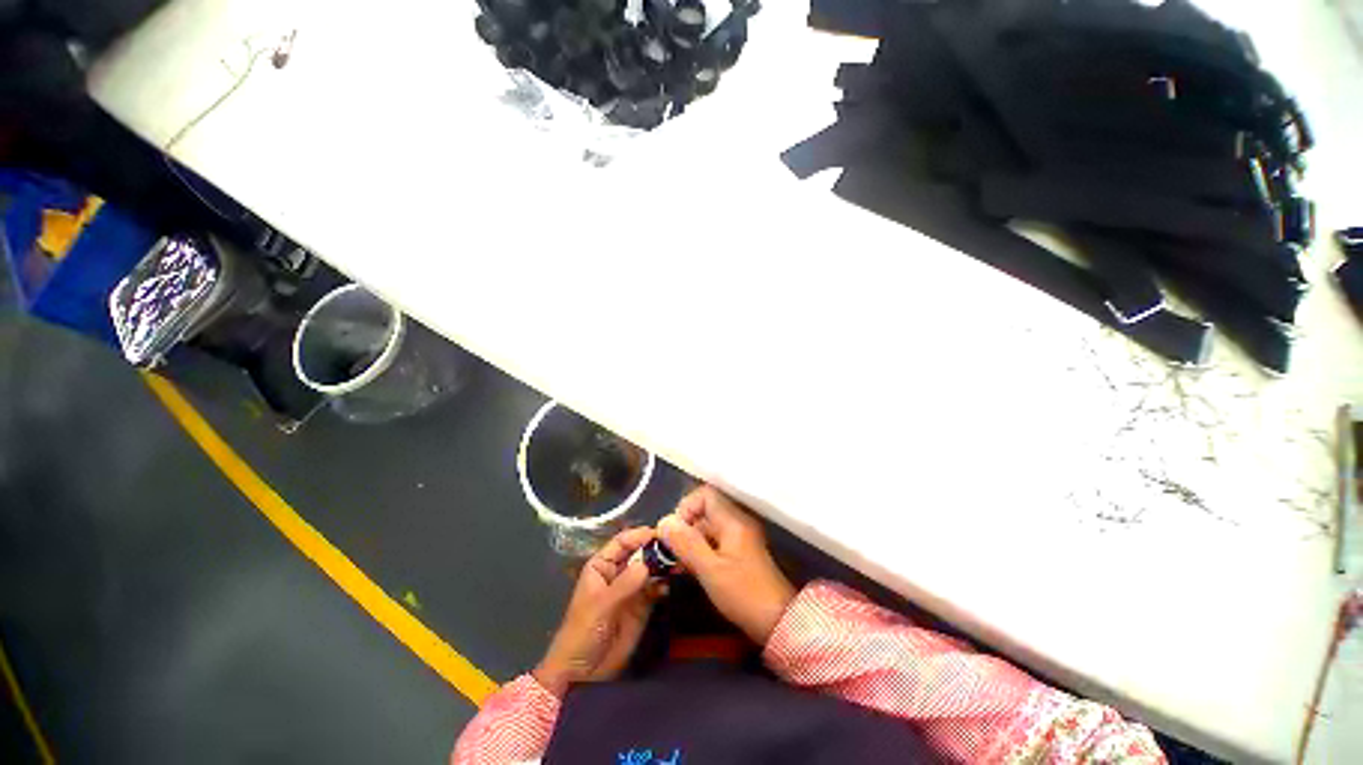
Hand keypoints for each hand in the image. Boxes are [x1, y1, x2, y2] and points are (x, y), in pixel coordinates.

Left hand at [534, 527, 661, 697]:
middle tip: (676, 548)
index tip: (661, 535)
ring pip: (651, 568)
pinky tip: (671, 584)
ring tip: (679, 564)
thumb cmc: (582, 633)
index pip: (623, 541)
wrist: (583, 674)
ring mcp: (632, 588)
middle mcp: (619, 571)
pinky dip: (665, 584)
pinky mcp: (643, 605)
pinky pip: (657, 588)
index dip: (640, 535)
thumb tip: (647, 564)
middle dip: (657, 549)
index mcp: (602, 565)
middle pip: (640, 552)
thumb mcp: (601, 605)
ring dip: (664, 565)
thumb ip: (624, 584)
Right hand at [657, 486, 795, 644]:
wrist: (779, 622)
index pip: (705, 494)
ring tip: (678, 564)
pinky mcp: (739, 552)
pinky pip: (713, 542)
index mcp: (732, 520)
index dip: (686, 507)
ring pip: (707, 528)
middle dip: (685, 528)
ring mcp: (739, 537)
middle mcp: (736, 522)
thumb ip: (686, 543)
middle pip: (704, 511)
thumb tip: (663, 522)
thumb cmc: (744, 593)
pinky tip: (690, 570)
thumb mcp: (710, 570)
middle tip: (672, 552)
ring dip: (690, 541)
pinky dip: (700, 551)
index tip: (675, 532)